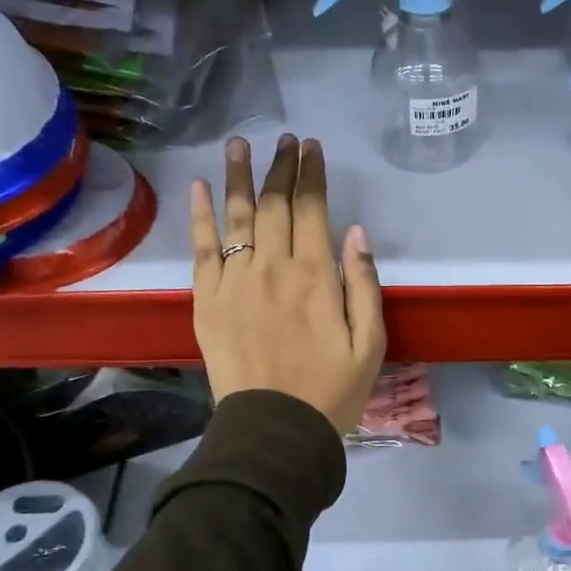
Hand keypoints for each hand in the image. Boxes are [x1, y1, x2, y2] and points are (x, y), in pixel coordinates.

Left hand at [189, 134, 385, 432]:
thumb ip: (363, 285)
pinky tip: (201, 188)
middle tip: (285, 140)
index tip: (312, 147)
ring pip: (236, 216)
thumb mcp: (370, 344)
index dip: (311, 174)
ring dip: (239, 176)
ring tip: (239, 144)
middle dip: (281, 167)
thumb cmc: (331, 391)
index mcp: (315, 276)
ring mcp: (234, 282)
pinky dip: (200, 215)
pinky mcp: (206, 301)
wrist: (275, 430)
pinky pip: (201, 249)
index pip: (312, 209)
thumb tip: (355, 232)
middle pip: (274, 204)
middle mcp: (272, 268)